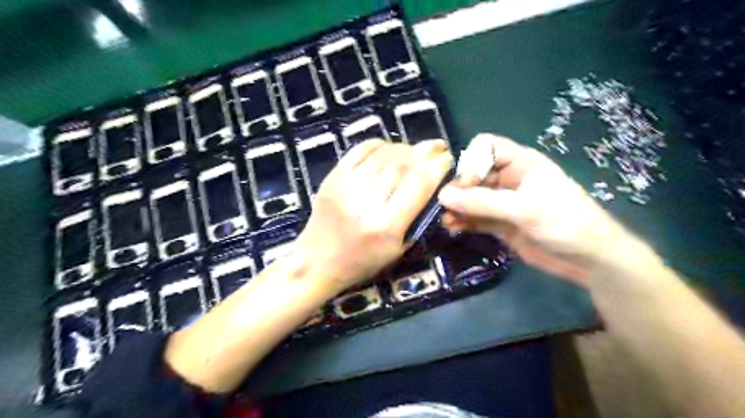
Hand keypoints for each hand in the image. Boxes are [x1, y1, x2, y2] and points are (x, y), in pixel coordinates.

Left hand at [293, 138, 450, 291]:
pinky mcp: (332, 178)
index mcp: (386, 225)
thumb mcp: (398, 248)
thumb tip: (433, 183)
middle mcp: (366, 202)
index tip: (447, 159)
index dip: (437, 166)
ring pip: (383, 155)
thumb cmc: (363, 261)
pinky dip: (379, 145)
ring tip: (416, 150)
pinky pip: (359, 150)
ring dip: (405, 148)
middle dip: (425, 153)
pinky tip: (390, 148)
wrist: (317, 261)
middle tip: (437, 148)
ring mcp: (345, 187)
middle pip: (402, 165)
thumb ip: (417, 216)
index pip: (419, 184)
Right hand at [437, 134, 626, 286]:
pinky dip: (462, 221)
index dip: (471, 161)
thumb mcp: (525, 208)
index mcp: (520, 163)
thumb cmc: (565, 222)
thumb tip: (443, 196)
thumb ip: (483, 202)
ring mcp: (503, 203)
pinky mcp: (500, 224)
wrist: (588, 260)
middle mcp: (508, 179)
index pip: (486, 147)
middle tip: (445, 205)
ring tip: (445, 219)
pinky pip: (475, 218)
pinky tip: (452, 228)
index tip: (466, 183)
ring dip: (456, 207)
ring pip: (471, 198)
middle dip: (458, 188)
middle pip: (473, 174)